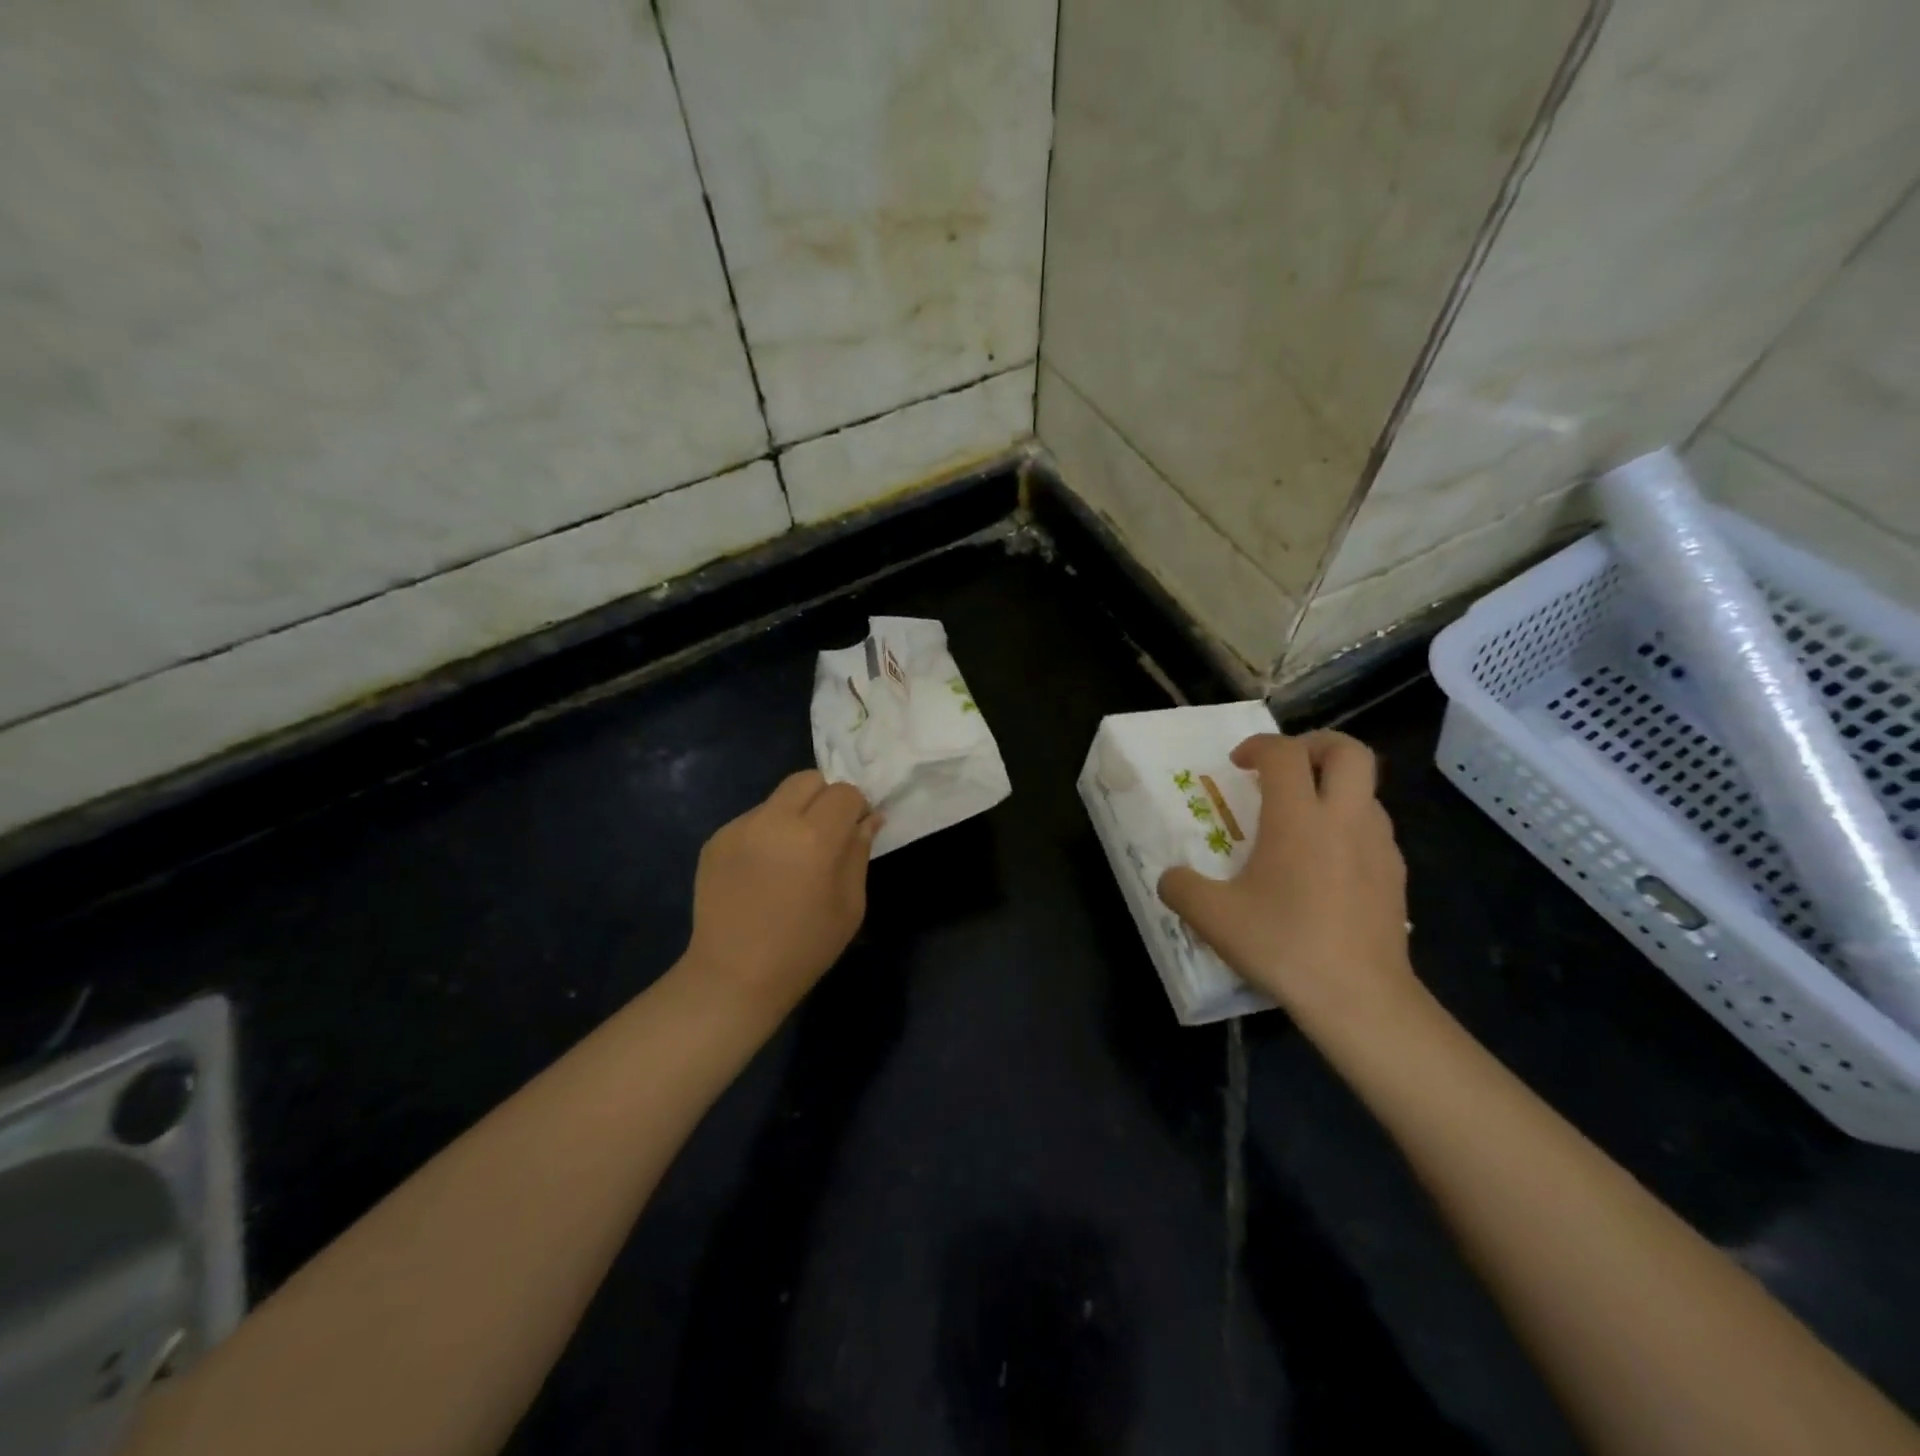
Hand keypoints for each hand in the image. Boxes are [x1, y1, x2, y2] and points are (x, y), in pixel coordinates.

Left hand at [686, 771, 880, 1016]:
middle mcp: (773, 821)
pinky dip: (766, 833)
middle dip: (824, 798)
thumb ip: (859, 852)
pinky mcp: (715, 840)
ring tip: (790, 858)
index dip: (855, 807)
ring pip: (778, 798)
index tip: (854, 831)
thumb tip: (869, 818)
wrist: (733, 977)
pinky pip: (752, 820)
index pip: (844, 792)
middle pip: (807, 779)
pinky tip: (763, 872)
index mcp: (813, 838)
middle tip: (826, 835)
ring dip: (794, 815)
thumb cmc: (804, 948)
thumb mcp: (849, 905)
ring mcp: (739, 828)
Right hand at [1158, 732, 1417, 1030]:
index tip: (1238, 764)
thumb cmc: (1284, 945)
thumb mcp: (1212, 918)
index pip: (1284, 753)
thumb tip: (1170, 878)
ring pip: (1366, 789)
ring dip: (1333, 787)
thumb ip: (1180, 887)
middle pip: (1349, 751)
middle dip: (1315, 744)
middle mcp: (1345, 818)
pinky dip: (1348, 824)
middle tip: (1285, 768)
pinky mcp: (1396, 874)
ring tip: (1301, 819)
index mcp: (1298, 818)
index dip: (1258, 746)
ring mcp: (1379, 845)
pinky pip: (1373, 827)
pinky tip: (1325, 863)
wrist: (1360, 998)